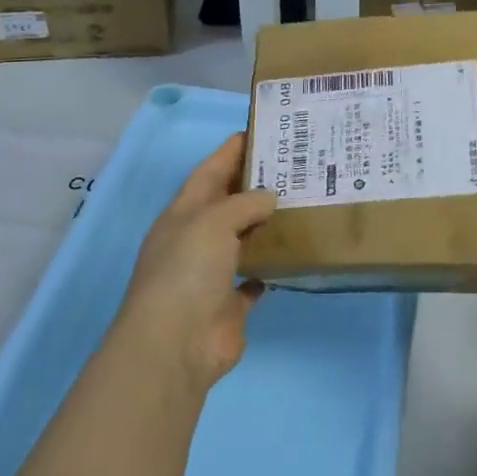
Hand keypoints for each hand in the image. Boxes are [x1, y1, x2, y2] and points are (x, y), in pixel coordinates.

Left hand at [117, 135, 277, 391]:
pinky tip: (292, 254)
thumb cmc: (187, 271)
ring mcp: (212, 273)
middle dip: (255, 184)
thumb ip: (244, 204)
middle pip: (228, 203)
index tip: (260, 131)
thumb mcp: (213, 222)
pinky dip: (269, 267)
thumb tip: (270, 199)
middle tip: (294, 165)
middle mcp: (196, 239)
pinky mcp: (230, 304)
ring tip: (302, 202)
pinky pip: (254, 278)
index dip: (231, 151)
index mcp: (183, 214)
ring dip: (265, 224)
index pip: (210, 172)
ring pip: (243, 239)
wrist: (175, 344)